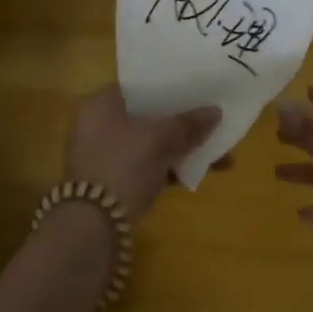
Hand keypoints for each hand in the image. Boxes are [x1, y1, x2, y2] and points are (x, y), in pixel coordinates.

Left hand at [66, 85, 223, 218]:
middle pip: (147, 116)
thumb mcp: (160, 138)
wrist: (95, 225)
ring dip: (181, 146)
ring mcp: (106, 156)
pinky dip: (172, 167)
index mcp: (99, 104)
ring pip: (151, 143)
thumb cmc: (123, 164)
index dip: (169, 86)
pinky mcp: (116, 183)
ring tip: (217, 146)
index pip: (138, 86)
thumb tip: (216, 111)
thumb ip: (189, 123)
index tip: (196, 88)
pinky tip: (204, 170)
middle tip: (210, 117)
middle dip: (181, 120)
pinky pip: (150, 166)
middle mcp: (97, 126)